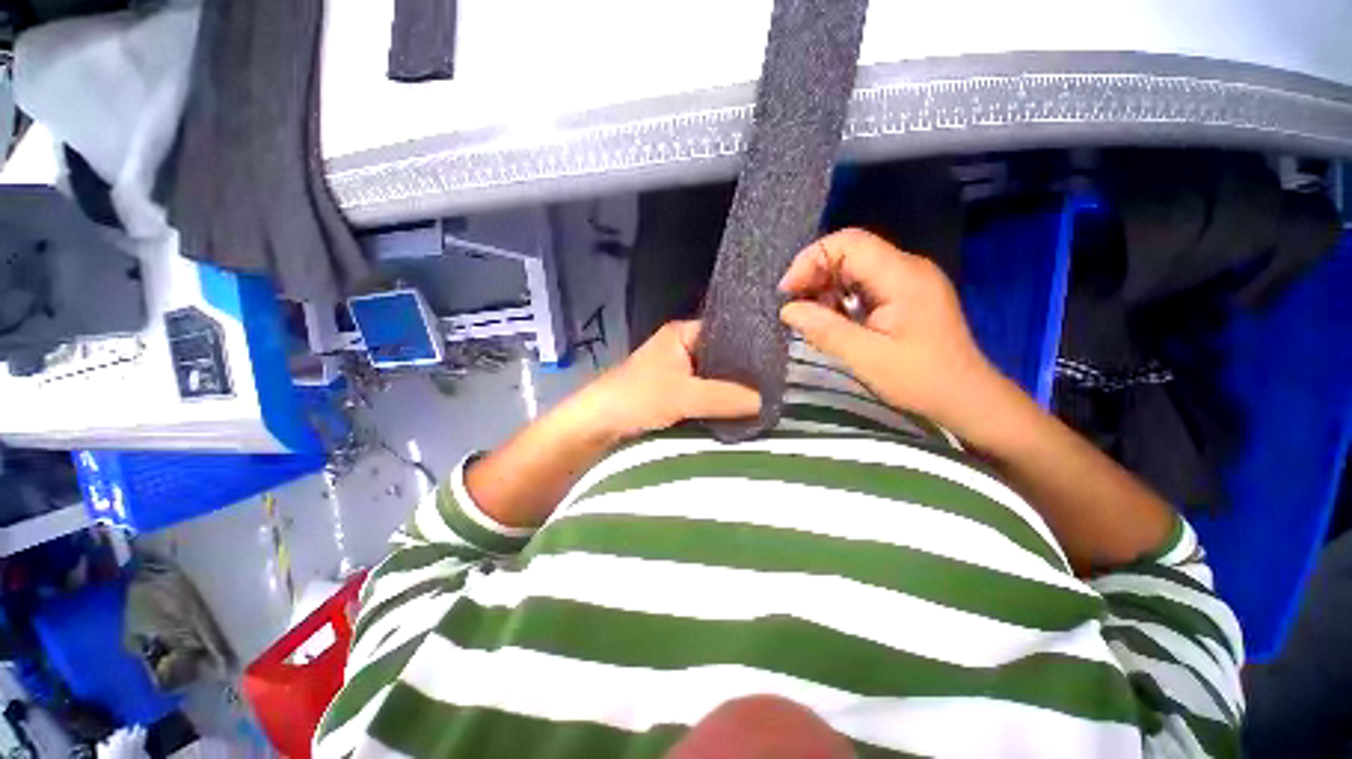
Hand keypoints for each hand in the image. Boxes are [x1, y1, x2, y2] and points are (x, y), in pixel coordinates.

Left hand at [577, 321, 761, 440]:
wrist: (598, 423)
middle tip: (777, 384)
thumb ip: (727, 397)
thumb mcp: (685, 395)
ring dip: (733, 388)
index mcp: (684, 333)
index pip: (728, 331)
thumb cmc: (638, 397)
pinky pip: (706, 391)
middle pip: (723, 355)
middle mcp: (683, 346)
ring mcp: (679, 369)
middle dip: (745, 371)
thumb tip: (768, 402)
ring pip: (715, 376)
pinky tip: (741, 408)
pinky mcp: (676, 390)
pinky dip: (720, 400)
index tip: (779, 362)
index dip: (752, 344)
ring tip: (767, 397)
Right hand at [778, 228, 1004, 438]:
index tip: (788, 292)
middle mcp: (907, 268)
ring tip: (809, 315)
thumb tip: (788, 310)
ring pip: (855, 267)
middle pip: (851, 251)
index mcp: (902, 276)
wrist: (967, 398)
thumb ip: (825, 330)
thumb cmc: (920, 380)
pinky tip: (831, 319)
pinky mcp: (906, 295)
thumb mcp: (866, 358)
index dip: (811, 260)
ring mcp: (908, 280)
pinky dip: (841, 297)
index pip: (849, 243)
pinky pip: (865, 283)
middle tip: (794, 306)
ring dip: (826, 287)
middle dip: (815, 274)